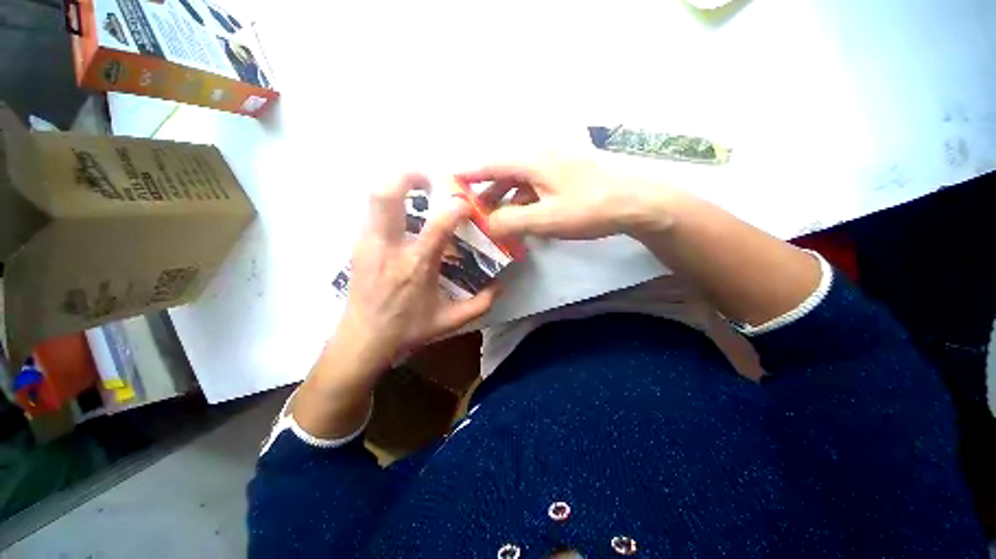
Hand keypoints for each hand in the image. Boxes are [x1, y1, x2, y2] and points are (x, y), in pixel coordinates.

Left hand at [336, 173, 499, 377]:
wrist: (363, 339)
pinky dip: (389, 204)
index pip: (438, 224)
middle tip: (428, 179)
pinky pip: (372, 212)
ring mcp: (368, 244)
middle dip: (408, 176)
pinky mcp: (358, 246)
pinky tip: (404, 219)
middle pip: (386, 194)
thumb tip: (500, 286)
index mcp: (416, 266)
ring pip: (373, 198)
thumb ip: (480, 304)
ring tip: (417, 193)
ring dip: (396, 186)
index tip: (466, 205)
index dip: (456, 207)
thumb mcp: (450, 321)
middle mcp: (389, 248)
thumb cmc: (408, 329)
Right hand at [458, 158, 684, 240]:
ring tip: (495, 218)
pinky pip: (535, 186)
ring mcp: (554, 165)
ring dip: (505, 198)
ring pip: (519, 180)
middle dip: (486, 191)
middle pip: (503, 172)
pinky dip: (523, 200)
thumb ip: (510, 223)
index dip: (468, 173)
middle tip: (473, 210)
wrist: (635, 203)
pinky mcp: (565, 175)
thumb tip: (485, 225)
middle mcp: (540, 156)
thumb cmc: (589, 208)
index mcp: (531, 161)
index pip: (490, 164)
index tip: (450, 181)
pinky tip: (522, 216)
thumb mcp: (546, 220)